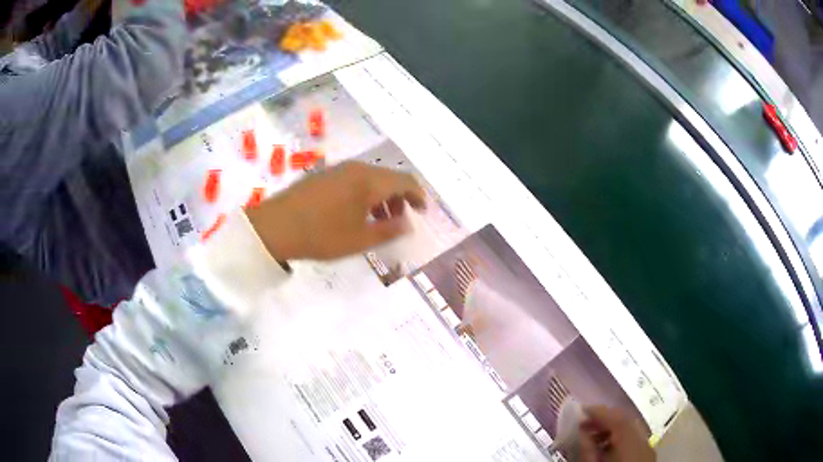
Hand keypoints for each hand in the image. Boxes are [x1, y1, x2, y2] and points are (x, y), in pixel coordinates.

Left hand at [246, 161, 426, 260]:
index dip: (418, 195)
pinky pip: (354, 180)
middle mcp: (356, 168)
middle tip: (400, 221)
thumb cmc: (321, 235)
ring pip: (370, 178)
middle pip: (388, 177)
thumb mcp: (360, 239)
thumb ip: (389, 230)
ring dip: (382, 197)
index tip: (423, 212)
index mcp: (370, 181)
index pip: (405, 181)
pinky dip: (364, 194)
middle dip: (400, 198)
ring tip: (378, 221)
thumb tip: (408, 224)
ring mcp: (338, 169)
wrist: (274, 226)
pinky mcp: (323, 175)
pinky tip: (355, 213)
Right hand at [579, 406, 654, 461]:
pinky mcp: (646, 456)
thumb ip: (587, 449)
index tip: (579, 409)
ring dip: (610, 428)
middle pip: (625, 421)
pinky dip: (618, 438)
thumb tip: (581, 430)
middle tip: (582, 422)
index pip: (616, 419)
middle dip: (604, 419)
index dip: (598, 411)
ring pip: (630, 430)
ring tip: (589, 436)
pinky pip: (633, 439)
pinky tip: (604, 447)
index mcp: (630, 444)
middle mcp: (643, 442)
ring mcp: (647, 449)